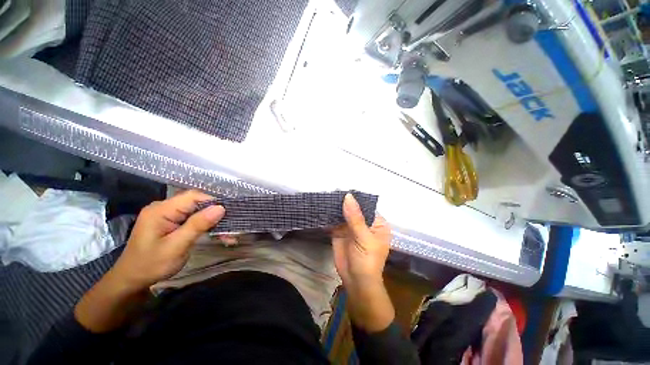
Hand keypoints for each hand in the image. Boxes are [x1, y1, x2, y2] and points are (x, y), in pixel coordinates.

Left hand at [74, 190, 223, 332]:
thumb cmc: (151, 265)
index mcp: (161, 210)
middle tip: (230, 226)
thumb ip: (197, 225)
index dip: (213, 202)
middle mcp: (164, 208)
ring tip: (227, 234)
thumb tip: (220, 208)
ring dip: (212, 221)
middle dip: (215, 214)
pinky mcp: (171, 222)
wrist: (131, 280)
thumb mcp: (176, 246)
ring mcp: (167, 215)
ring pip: (197, 211)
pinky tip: (215, 233)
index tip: (229, 214)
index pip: (193, 196)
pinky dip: (205, 226)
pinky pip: (193, 218)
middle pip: (196, 203)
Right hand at [332, 194, 393, 331]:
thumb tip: (348, 196)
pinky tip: (321, 208)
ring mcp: (351, 227)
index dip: (355, 198)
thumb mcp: (364, 238)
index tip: (343, 188)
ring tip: (324, 196)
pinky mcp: (340, 232)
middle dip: (343, 201)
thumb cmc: (367, 260)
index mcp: (376, 223)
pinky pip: (334, 221)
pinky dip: (328, 216)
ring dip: (335, 207)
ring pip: (343, 214)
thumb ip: (355, 217)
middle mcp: (364, 223)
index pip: (366, 206)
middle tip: (331, 190)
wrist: (356, 282)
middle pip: (353, 208)